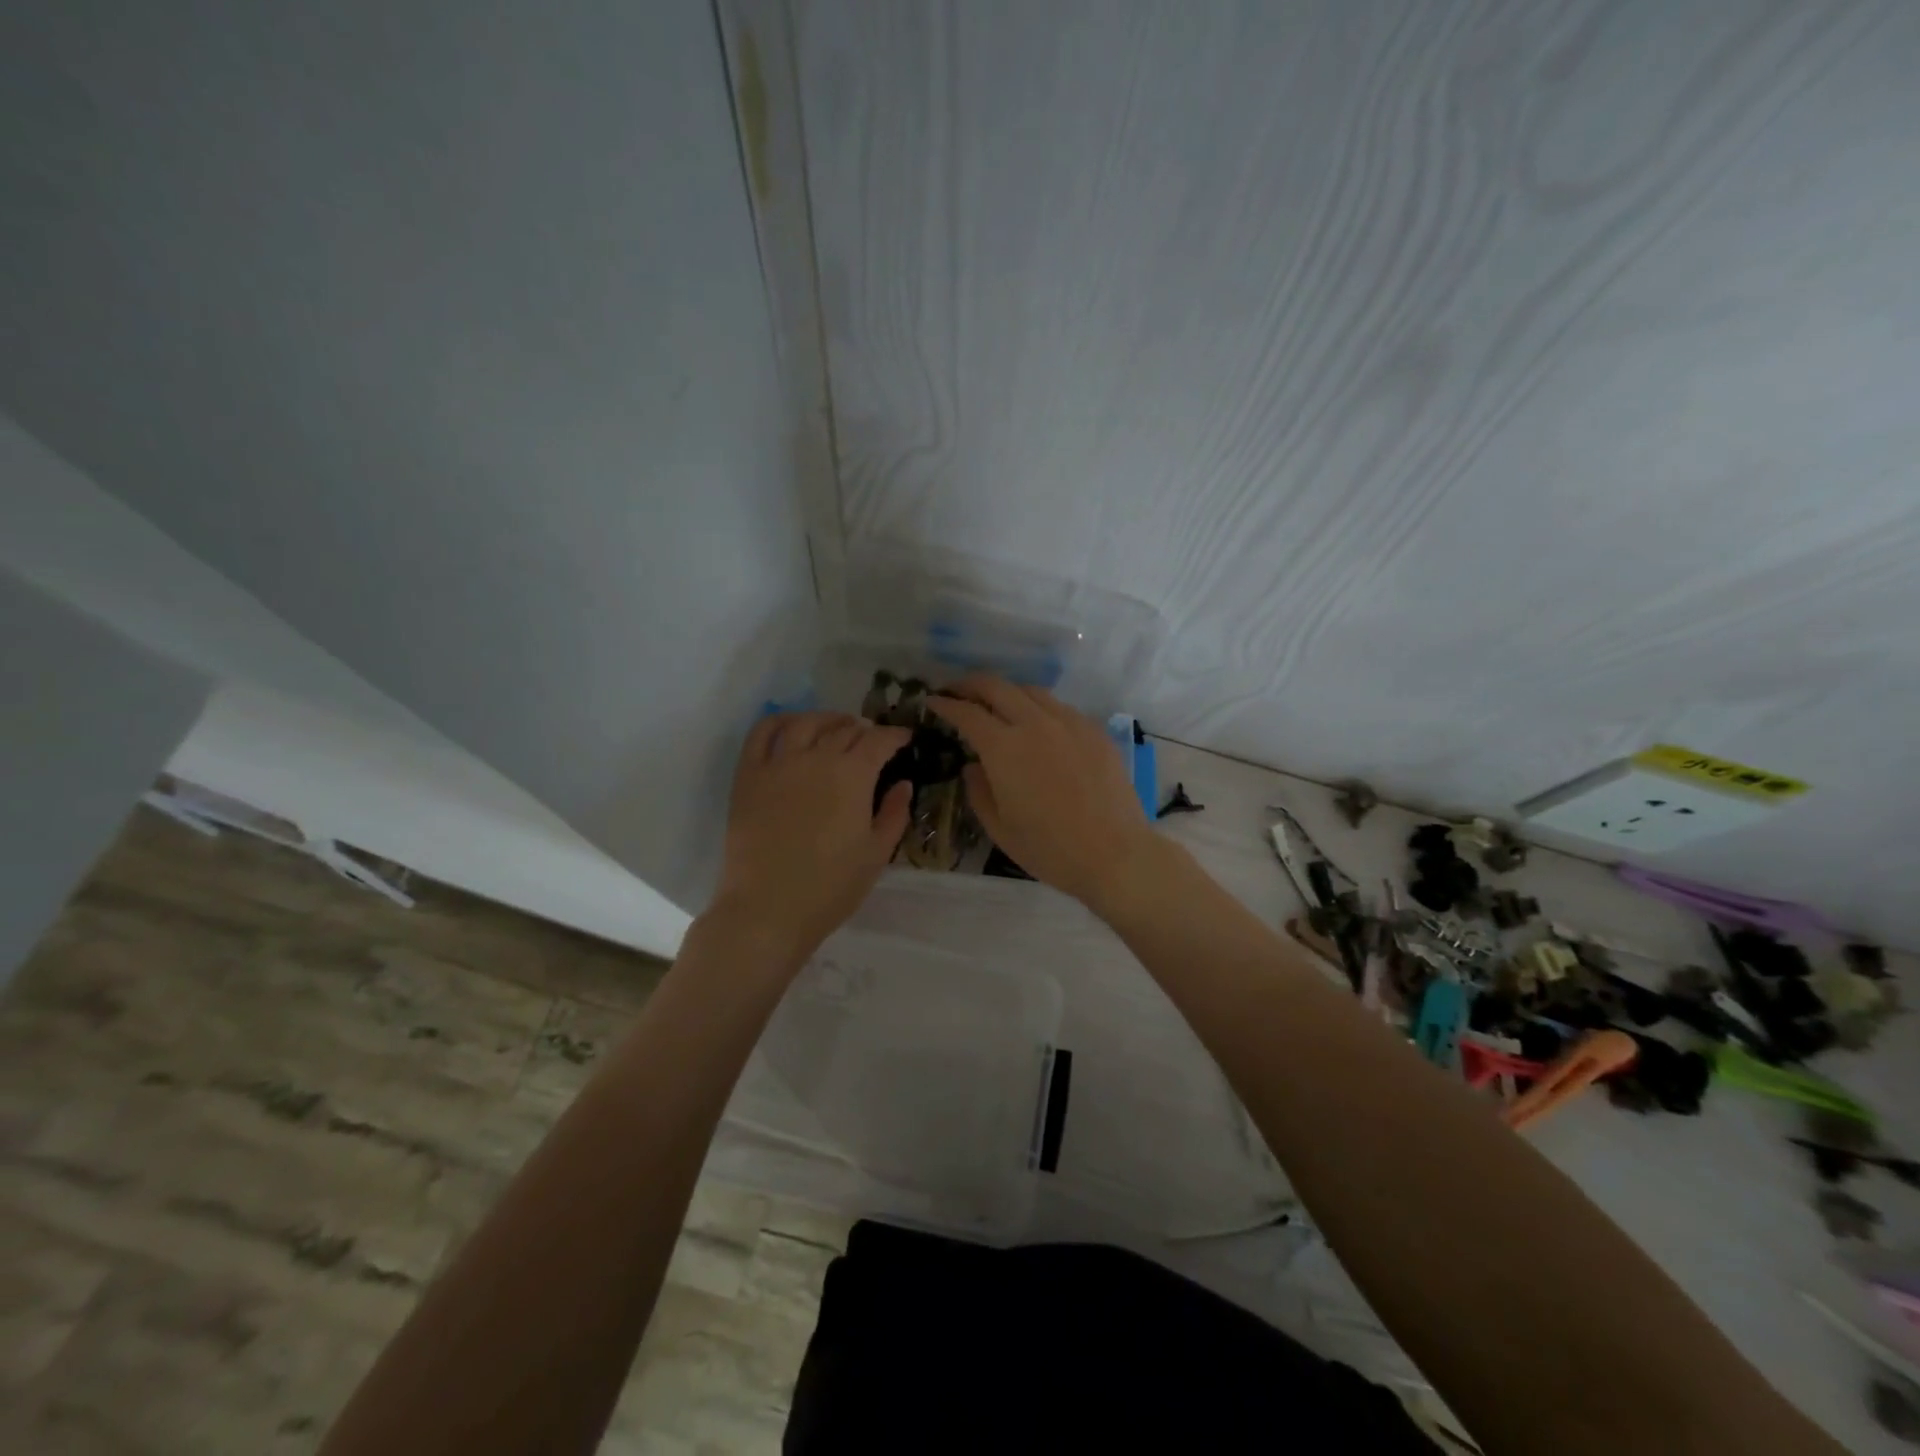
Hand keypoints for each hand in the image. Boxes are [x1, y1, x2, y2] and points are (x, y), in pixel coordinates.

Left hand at [707, 712, 912, 962]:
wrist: (768, 909)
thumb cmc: (831, 887)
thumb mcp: (876, 854)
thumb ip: (894, 813)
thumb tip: (903, 784)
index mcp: (853, 775)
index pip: (879, 740)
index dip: (895, 736)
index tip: (904, 738)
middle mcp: (817, 758)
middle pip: (845, 729)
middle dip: (865, 731)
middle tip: (873, 741)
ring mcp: (779, 763)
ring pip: (807, 722)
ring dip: (828, 719)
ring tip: (837, 725)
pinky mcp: (749, 775)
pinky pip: (762, 733)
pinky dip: (779, 721)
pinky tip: (792, 725)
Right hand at [928, 675, 1156, 906]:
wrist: (1114, 854)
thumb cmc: (1049, 848)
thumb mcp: (999, 827)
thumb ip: (978, 791)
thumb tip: (973, 767)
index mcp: (1004, 748)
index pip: (967, 713)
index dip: (946, 705)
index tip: (933, 702)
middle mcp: (1035, 724)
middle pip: (997, 687)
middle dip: (971, 684)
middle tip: (957, 690)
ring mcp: (1069, 723)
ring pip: (1031, 691)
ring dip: (1006, 692)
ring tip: (997, 704)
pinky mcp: (1094, 731)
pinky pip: (1060, 707)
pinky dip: (1039, 707)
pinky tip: (1038, 725)